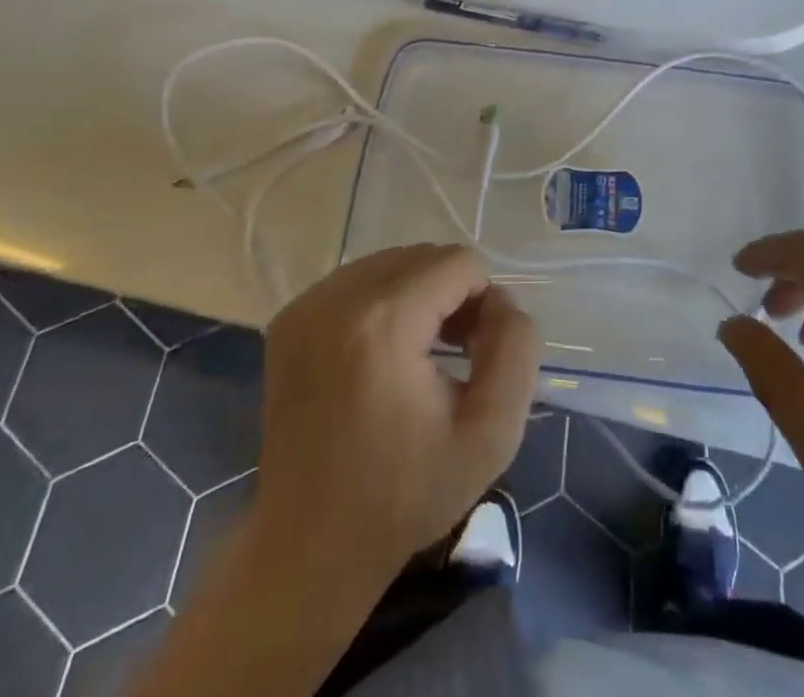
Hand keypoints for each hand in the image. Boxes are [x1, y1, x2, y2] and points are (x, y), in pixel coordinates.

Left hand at [135, 245, 540, 696]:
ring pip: (390, 263)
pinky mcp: (288, 319)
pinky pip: (356, 280)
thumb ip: (515, 350)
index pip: (458, 263)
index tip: (477, 355)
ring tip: (421, 353)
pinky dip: (381, 301)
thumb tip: (500, 302)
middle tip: (455, 355)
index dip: (483, 302)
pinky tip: (383, 354)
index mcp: (384, 322)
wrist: (309, 547)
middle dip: (451, 294)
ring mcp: (306, 305)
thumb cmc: (405, 496)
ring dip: (418, 294)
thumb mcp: (491, 433)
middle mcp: (337, 297)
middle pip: (423, 256)